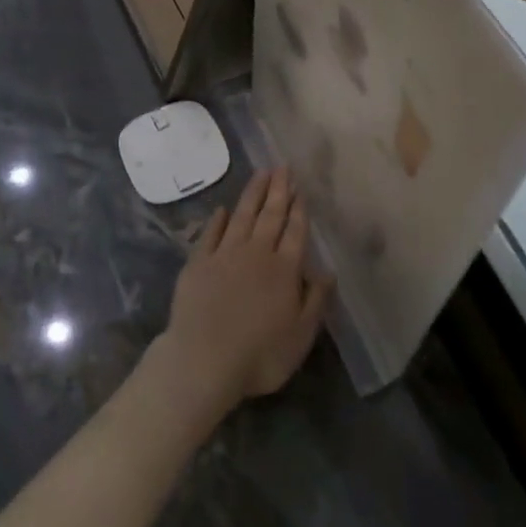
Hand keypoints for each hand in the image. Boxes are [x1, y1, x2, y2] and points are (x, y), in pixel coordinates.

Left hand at [159, 169, 331, 410]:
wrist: (203, 360)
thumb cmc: (260, 355)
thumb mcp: (301, 335)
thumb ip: (316, 300)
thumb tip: (328, 270)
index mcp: (284, 270)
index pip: (295, 232)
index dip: (299, 209)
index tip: (300, 187)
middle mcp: (256, 253)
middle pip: (270, 216)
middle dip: (278, 190)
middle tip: (282, 166)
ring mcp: (224, 255)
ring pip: (242, 217)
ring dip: (252, 194)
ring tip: (260, 173)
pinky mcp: (198, 263)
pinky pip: (210, 234)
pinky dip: (217, 220)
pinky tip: (222, 209)